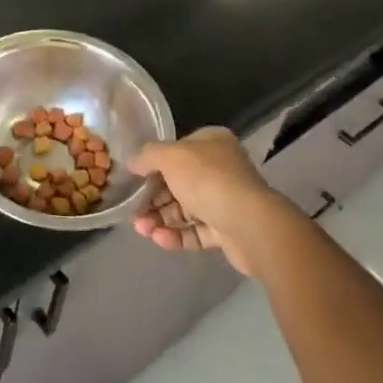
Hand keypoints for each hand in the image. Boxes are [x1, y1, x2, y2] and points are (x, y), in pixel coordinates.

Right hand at [128, 126, 302, 277]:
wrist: (250, 224)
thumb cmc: (207, 179)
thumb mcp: (170, 156)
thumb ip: (147, 156)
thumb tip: (133, 163)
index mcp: (212, 144)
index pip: (177, 150)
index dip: (153, 164)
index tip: (133, 178)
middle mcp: (220, 169)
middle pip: (178, 182)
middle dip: (152, 198)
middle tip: (132, 212)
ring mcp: (225, 200)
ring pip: (185, 209)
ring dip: (160, 219)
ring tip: (141, 229)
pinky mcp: (227, 231)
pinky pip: (196, 231)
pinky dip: (176, 235)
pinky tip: (159, 239)